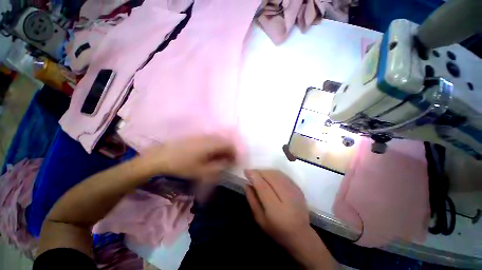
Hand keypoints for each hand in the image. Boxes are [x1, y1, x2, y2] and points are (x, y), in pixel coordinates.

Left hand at [142, 135, 236, 181]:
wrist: (160, 157)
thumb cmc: (182, 165)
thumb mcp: (201, 171)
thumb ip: (218, 167)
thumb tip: (228, 163)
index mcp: (211, 144)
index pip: (229, 144)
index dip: (235, 152)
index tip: (235, 161)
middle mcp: (208, 137)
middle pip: (225, 141)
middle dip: (229, 150)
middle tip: (228, 161)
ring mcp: (202, 136)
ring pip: (218, 140)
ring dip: (222, 148)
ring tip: (220, 158)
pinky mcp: (196, 137)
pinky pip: (211, 140)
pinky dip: (215, 147)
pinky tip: (211, 154)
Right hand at [245, 170, 337, 269]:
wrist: (301, 234)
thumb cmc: (277, 230)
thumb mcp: (259, 219)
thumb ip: (252, 200)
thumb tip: (247, 183)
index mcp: (276, 209)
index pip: (263, 187)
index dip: (254, 176)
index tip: (246, 171)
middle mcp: (287, 198)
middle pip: (271, 177)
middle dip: (259, 172)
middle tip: (252, 173)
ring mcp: (295, 191)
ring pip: (277, 174)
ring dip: (266, 171)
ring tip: (259, 174)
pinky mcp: (298, 188)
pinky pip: (283, 175)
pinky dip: (273, 173)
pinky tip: (268, 176)